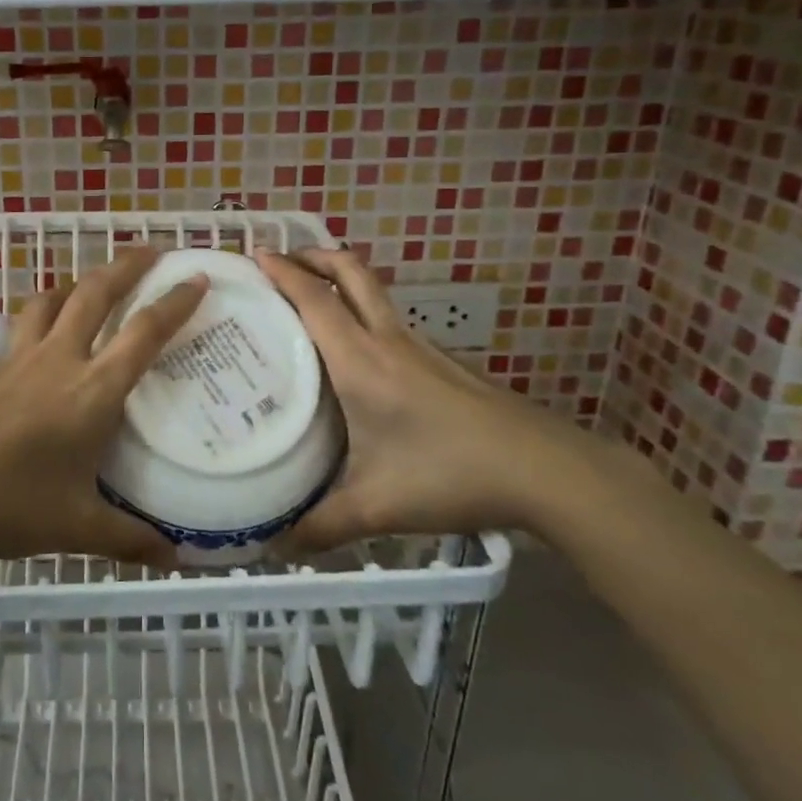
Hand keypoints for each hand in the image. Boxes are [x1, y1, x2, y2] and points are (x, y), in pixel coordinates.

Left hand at [0, 247, 207, 569]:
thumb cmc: (7, 505)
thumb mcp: (77, 529)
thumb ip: (130, 540)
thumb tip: (176, 558)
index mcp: (92, 391)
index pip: (143, 333)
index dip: (175, 303)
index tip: (199, 278)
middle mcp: (59, 361)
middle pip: (95, 293)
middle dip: (127, 266)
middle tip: (152, 251)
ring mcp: (22, 360)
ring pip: (54, 299)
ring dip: (81, 280)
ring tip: (97, 280)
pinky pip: (27, 322)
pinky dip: (46, 308)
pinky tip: (47, 326)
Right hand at [255, 248, 638, 551]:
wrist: (547, 471)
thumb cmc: (452, 475)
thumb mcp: (377, 506)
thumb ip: (321, 525)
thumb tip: (274, 545)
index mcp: (361, 362)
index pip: (314, 300)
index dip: (283, 272)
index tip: (254, 255)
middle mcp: (389, 342)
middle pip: (351, 273)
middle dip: (314, 256)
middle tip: (281, 260)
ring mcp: (421, 349)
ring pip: (374, 294)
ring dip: (339, 282)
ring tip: (309, 303)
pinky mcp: (443, 364)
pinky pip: (390, 322)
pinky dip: (362, 315)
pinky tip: (358, 357)